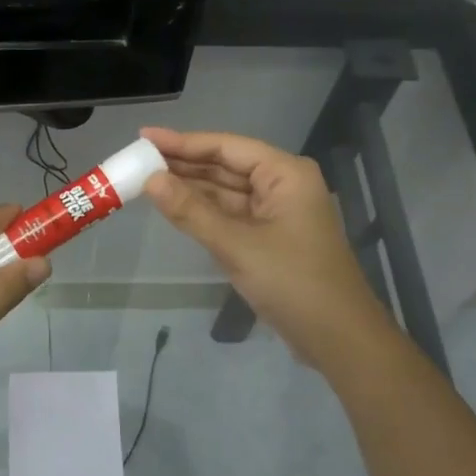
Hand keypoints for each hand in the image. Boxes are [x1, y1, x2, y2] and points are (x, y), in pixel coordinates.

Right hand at [141, 127, 388, 368]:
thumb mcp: (237, 245)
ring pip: (226, 191)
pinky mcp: (270, 237)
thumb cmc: (293, 283)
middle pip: (226, 165)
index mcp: (285, 173)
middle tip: (138, 159)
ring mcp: (277, 212)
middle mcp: (283, 184)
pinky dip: (204, 211)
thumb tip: (150, 180)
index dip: (183, 142)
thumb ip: (191, 211)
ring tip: (146, 180)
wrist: (338, 338)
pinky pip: (231, 214)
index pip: (226, 146)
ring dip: (190, 187)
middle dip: (183, 163)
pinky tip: (174, 206)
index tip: (144, 137)